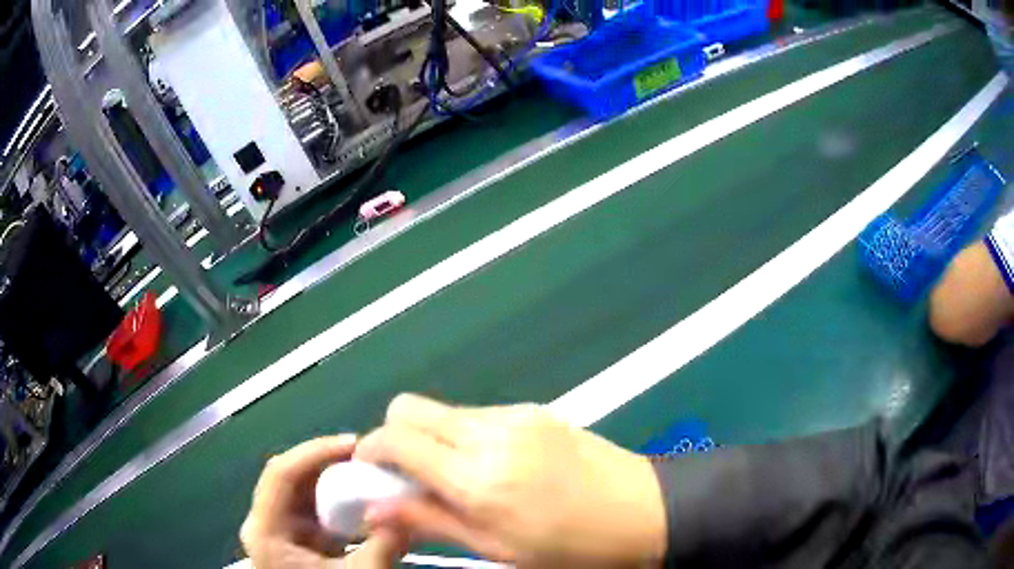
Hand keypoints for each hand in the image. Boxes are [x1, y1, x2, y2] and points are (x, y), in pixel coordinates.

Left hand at [241, 435, 408, 568]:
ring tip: (366, 470)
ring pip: (299, 486)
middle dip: (326, 461)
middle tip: (366, 455)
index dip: (315, 452)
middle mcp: (262, 521)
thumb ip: (382, 549)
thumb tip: (412, 514)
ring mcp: (276, 526)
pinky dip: (334, 496)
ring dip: (331, 476)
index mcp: (265, 531)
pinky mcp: (291, 534)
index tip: (355, 444)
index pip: (280, 474)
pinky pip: (309, 504)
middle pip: (288, 475)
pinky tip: (358, 497)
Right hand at [354, 395, 667, 566]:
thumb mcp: (498, 549)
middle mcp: (490, 434)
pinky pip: (477, 414)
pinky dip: (464, 435)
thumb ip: (430, 522)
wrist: (646, 511)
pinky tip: (490, 466)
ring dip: (431, 437)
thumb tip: (375, 508)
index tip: (370, 474)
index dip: (370, 452)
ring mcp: (516, 415)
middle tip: (409, 477)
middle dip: (394, 437)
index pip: (395, 439)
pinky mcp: (535, 410)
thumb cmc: (572, 547)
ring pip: (443, 410)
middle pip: (410, 407)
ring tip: (455, 477)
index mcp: (477, 477)